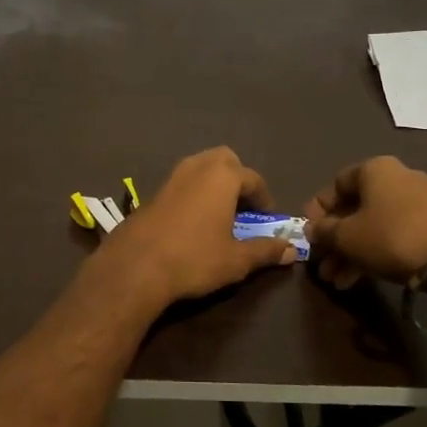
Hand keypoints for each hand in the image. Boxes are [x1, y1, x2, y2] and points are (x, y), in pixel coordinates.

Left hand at [96, 147, 298, 306]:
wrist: (135, 266)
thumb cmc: (194, 258)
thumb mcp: (236, 260)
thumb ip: (265, 251)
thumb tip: (291, 250)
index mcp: (222, 176)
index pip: (253, 179)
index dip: (264, 199)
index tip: (267, 219)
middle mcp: (197, 167)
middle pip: (225, 160)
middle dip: (237, 178)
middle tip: (243, 208)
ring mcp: (171, 177)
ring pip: (200, 168)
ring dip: (214, 184)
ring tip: (220, 214)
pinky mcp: (153, 191)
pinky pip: (182, 182)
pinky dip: (194, 192)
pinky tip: (193, 221)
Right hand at [303, 156, 426, 289]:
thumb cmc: (391, 237)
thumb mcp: (346, 236)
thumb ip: (323, 231)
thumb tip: (312, 229)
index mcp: (374, 169)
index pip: (335, 184)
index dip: (318, 210)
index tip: (308, 234)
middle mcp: (397, 177)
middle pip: (355, 208)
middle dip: (335, 240)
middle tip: (323, 266)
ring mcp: (419, 201)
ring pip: (374, 225)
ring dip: (352, 252)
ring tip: (338, 281)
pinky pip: (394, 234)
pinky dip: (375, 253)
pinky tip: (360, 279)